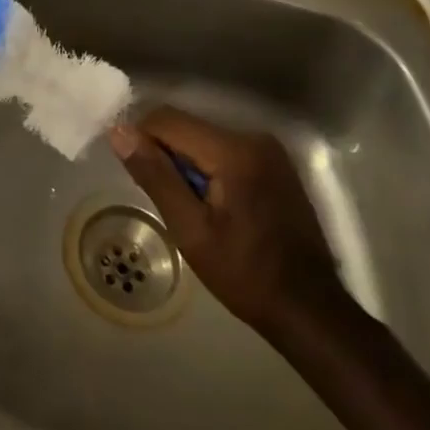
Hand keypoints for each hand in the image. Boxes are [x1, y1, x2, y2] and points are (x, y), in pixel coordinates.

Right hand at [109, 108, 346, 338]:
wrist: (310, 310)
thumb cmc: (244, 273)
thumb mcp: (190, 229)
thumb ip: (154, 174)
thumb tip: (119, 131)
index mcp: (233, 150)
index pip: (167, 119)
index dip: (142, 140)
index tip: (137, 176)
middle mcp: (253, 137)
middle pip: (187, 127)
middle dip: (166, 155)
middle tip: (165, 199)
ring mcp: (268, 150)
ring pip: (204, 138)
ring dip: (187, 163)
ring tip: (188, 206)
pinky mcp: (275, 164)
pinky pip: (225, 150)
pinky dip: (209, 168)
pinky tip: (213, 205)